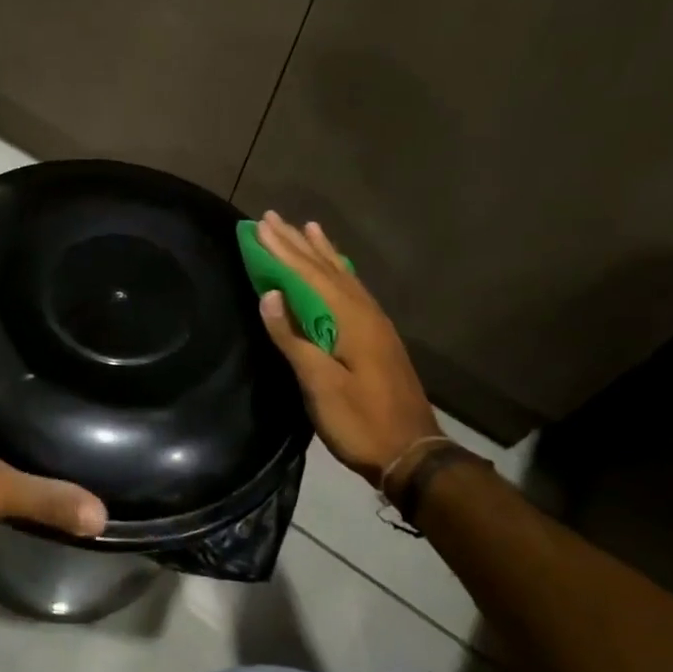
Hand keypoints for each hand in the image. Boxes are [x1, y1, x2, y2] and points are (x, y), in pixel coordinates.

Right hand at [253, 211, 442, 487]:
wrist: (413, 454)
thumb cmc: (360, 421)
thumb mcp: (320, 384)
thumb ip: (292, 338)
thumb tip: (269, 295)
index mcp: (350, 320)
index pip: (308, 276)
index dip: (282, 250)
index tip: (260, 226)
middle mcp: (365, 312)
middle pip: (326, 269)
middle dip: (297, 243)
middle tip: (272, 217)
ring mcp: (375, 324)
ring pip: (342, 277)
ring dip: (320, 252)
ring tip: (307, 227)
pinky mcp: (378, 337)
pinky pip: (352, 290)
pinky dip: (337, 272)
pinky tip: (336, 270)